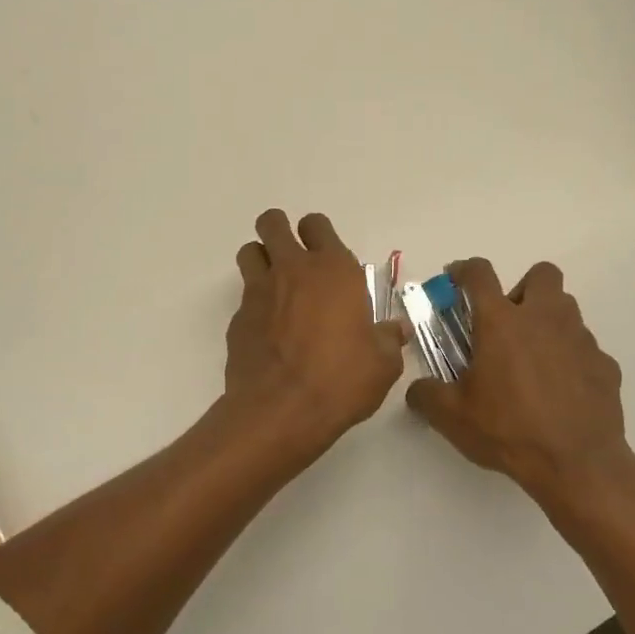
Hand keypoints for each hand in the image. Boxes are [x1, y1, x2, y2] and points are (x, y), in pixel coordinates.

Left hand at [223, 209, 405, 460]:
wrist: (280, 410)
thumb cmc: (340, 380)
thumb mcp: (382, 364)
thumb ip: (388, 340)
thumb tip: (396, 330)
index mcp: (333, 270)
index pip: (318, 225)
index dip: (319, 234)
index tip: (325, 254)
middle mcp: (292, 270)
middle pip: (273, 223)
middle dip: (279, 230)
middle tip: (291, 255)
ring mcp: (259, 291)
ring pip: (250, 251)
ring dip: (260, 259)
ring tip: (275, 285)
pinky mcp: (238, 318)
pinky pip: (244, 296)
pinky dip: (254, 304)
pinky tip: (268, 330)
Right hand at [407, 259, 634, 518]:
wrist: (577, 464)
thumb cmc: (508, 430)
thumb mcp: (452, 417)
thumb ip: (426, 395)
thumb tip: (417, 390)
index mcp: (501, 322)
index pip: (479, 273)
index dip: (464, 269)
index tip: (455, 278)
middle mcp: (544, 318)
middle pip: (542, 273)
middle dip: (523, 288)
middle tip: (507, 323)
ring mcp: (580, 339)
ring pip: (566, 309)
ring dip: (548, 321)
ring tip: (532, 358)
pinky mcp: (605, 365)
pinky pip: (585, 349)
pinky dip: (570, 359)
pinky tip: (560, 390)